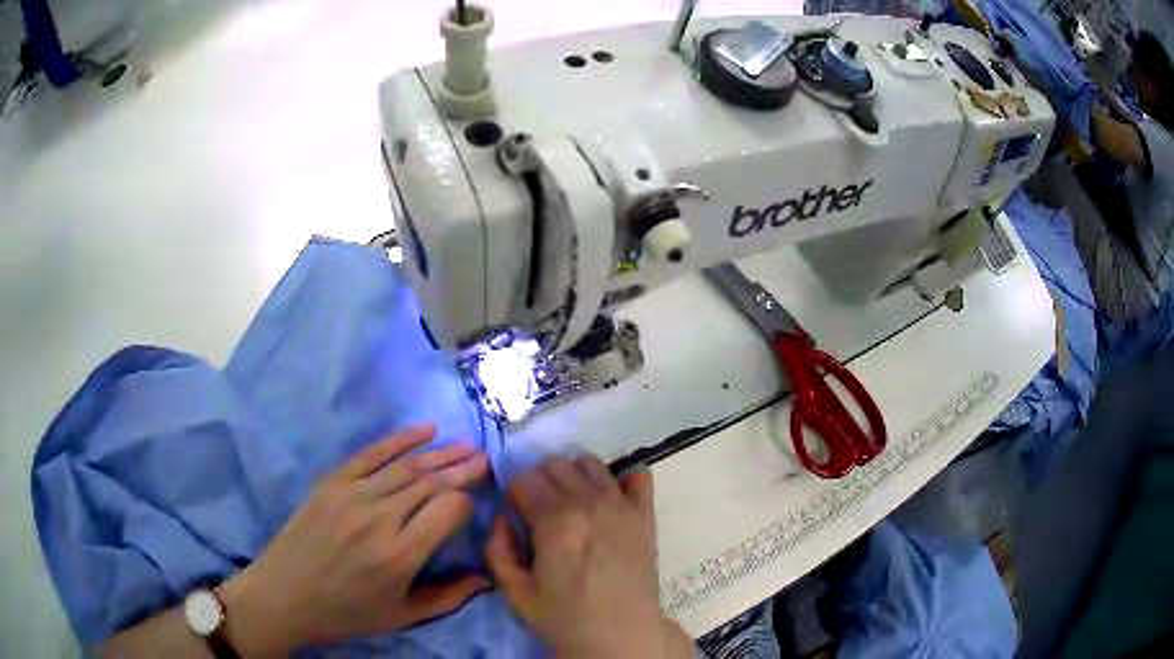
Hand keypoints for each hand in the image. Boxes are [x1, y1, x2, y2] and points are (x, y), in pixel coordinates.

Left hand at [216, 425, 489, 654]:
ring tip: (467, 445)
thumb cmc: (346, 614)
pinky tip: (426, 430)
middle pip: (432, 483)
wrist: (284, 595)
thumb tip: (486, 578)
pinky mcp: (332, 482)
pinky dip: (401, 439)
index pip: (449, 510)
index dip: (467, 502)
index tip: (475, 503)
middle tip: (485, 459)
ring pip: (407, 466)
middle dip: (463, 469)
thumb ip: (448, 598)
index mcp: (400, 555)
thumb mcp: (402, 617)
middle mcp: (380, 518)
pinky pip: (372, 453)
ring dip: (441, 453)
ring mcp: (352, 495)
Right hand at [485, 456, 693, 657]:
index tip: (517, 517)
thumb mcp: (515, 592)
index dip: (514, 496)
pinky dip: (622, 479)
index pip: (523, 479)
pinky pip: (638, 475)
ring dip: (574, 476)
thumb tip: (501, 517)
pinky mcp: (645, 514)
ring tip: (572, 505)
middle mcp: (588, 502)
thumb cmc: (565, 618)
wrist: (621, 634)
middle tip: (540, 513)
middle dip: (539, 482)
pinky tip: (611, 500)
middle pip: (553, 465)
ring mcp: (621, 505)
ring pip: (589, 462)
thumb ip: (498, 549)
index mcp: (554, 521)